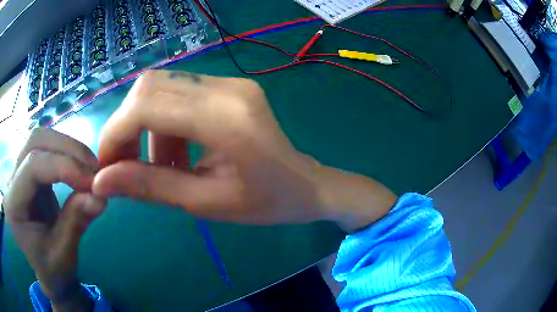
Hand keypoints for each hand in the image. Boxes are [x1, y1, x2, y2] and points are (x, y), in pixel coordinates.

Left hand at [3, 128, 105, 310]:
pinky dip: (66, 153)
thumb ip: (76, 222)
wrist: (47, 271)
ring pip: (41, 138)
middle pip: (35, 142)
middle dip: (66, 149)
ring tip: (89, 167)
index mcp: (13, 206)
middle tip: (94, 168)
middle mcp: (11, 181)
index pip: (32, 166)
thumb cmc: (52, 270)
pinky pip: (47, 148)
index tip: (92, 180)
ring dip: (67, 147)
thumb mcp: (64, 254)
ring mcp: (18, 172)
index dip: (62, 166)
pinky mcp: (28, 171)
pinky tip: (79, 167)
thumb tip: (99, 196)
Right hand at [93, 70, 396, 230]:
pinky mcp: (230, 87)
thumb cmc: (265, 203)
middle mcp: (227, 88)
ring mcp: (231, 83)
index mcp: (226, 118)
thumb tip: (102, 182)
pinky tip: (176, 152)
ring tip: (160, 166)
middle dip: (125, 125)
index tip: (106, 166)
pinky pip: (180, 94)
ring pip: (162, 89)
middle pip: (149, 87)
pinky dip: (164, 123)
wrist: (306, 186)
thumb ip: (150, 187)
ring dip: (146, 127)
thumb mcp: (204, 203)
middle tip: (124, 164)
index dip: (115, 133)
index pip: (147, 105)